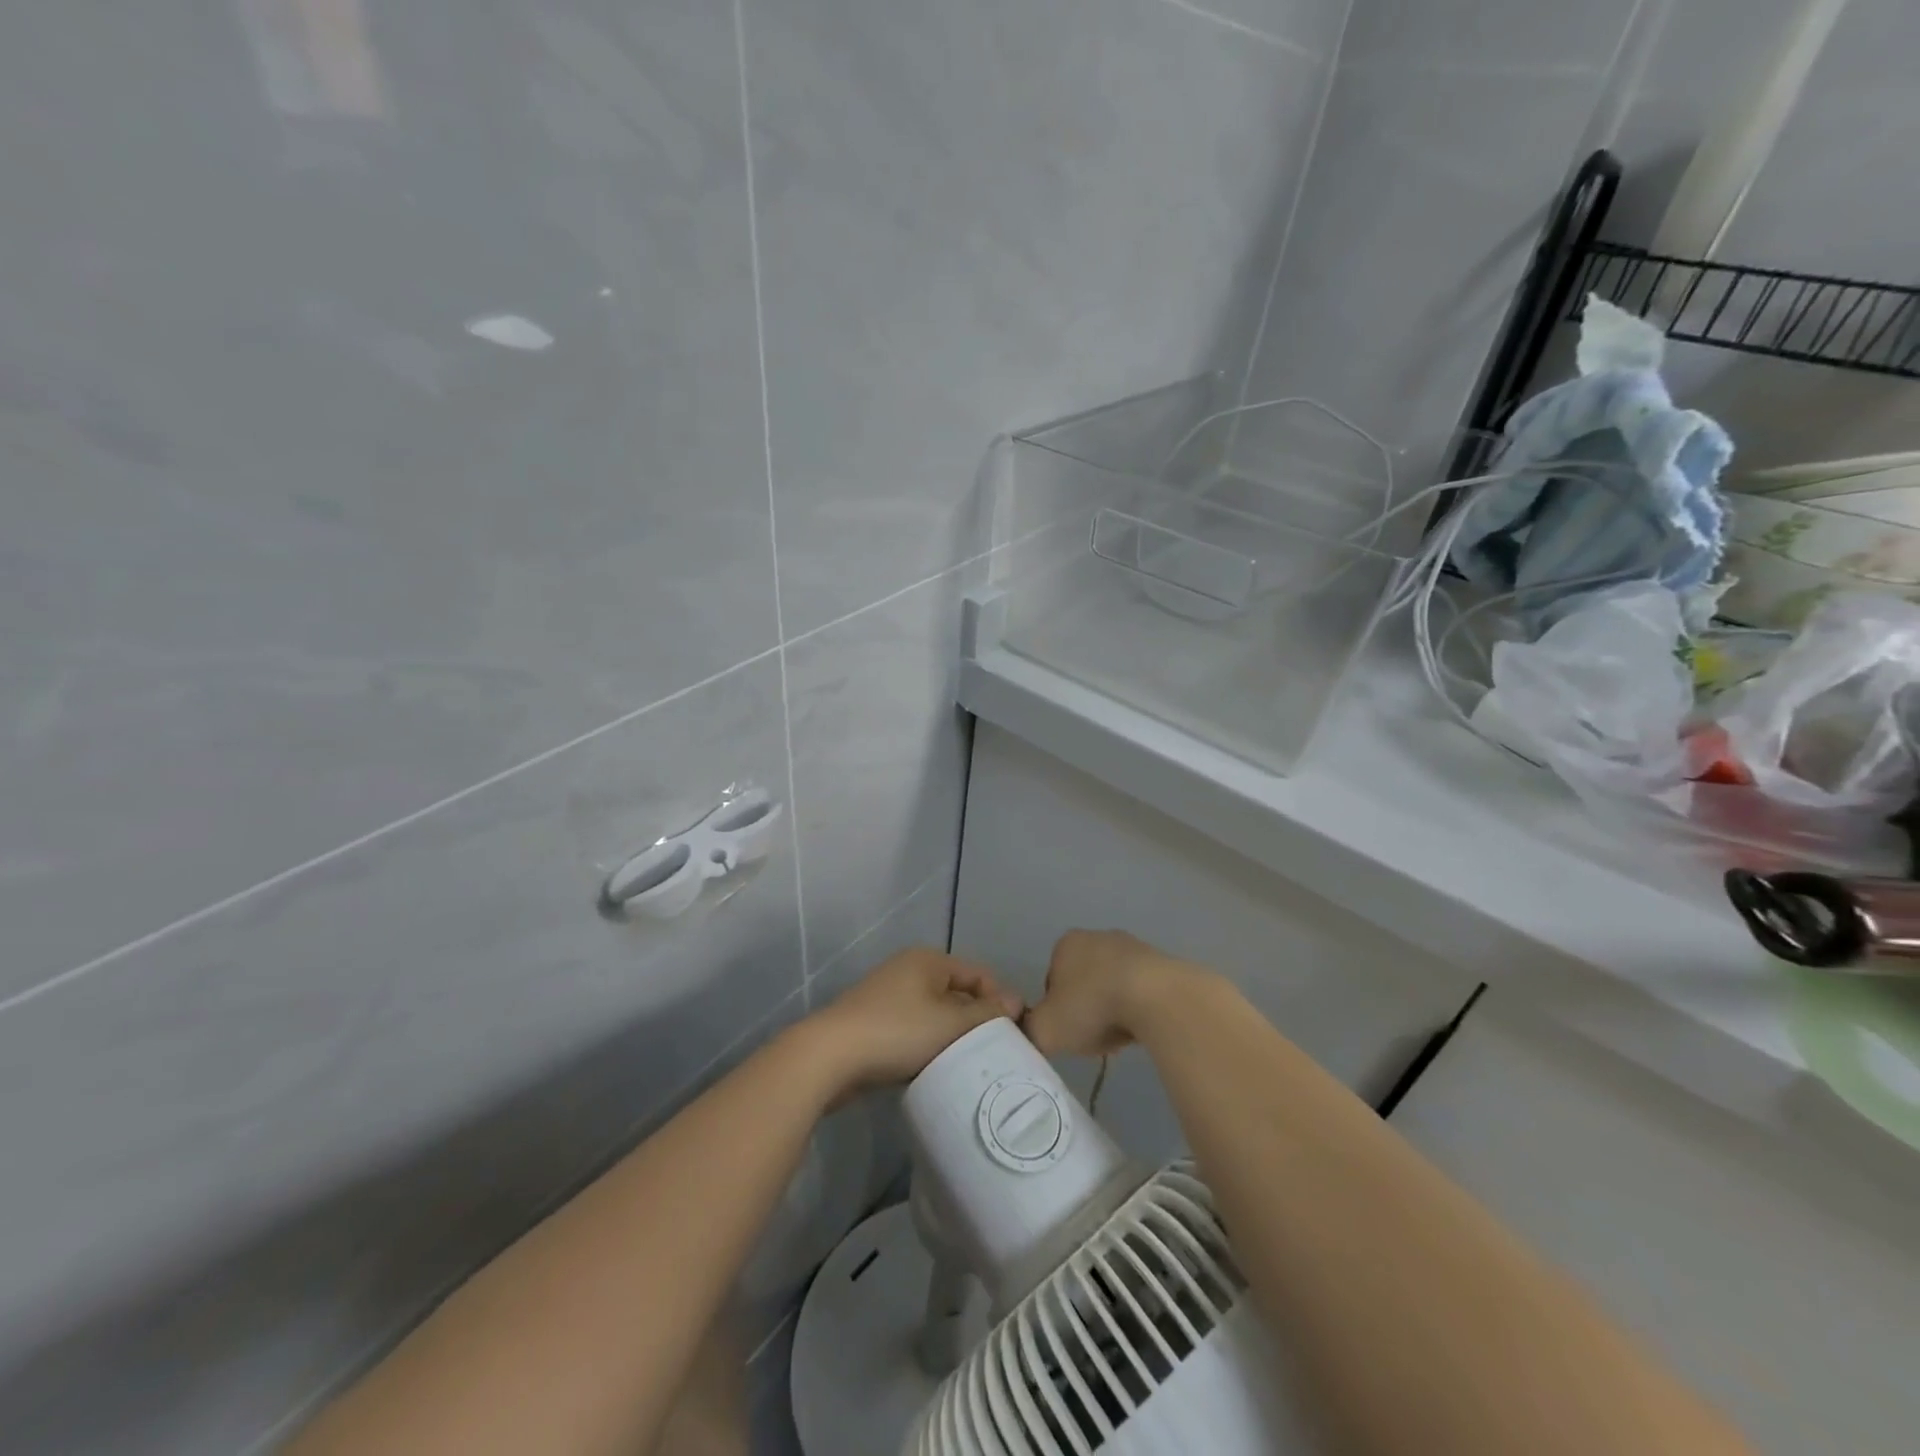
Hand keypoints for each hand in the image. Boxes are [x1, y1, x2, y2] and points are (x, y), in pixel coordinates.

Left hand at [805, 947, 1022, 1097]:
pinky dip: (927, 1046)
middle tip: (993, 1056)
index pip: (979, 975)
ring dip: (951, 1038)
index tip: (1012, 1038)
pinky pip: (914, 1030)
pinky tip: (934, 1070)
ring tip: (966, 1066)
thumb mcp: (949, 1023)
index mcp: (928, 960)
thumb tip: (1016, 1002)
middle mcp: (909, 970)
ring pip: (935, 1015)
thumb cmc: (896, 1032)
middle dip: (975, 1023)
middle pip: (957, 994)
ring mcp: (889, 996)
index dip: (1000, 1002)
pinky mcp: (874, 1023)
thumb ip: (986, 1014)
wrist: (830, 1057)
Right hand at [1023, 929, 1190, 1057]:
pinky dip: (1138, 1007)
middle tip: (1093, 1036)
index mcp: (1065, 944)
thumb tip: (1030, 1033)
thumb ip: (1029, 1031)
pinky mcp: (1161, 962)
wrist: (1156, 998)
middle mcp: (1097, 937)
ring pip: (1113, 985)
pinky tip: (1142, 1027)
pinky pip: (1141, 990)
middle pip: (1083, 982)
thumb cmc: (1092, 1007)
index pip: (1051, 981)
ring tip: (1120, 1035)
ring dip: (1114, 1008)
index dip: (1056, 1010)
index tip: (1068, 1032)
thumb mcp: (1046, 1029)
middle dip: (1087, 1008)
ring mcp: (1132, 946)